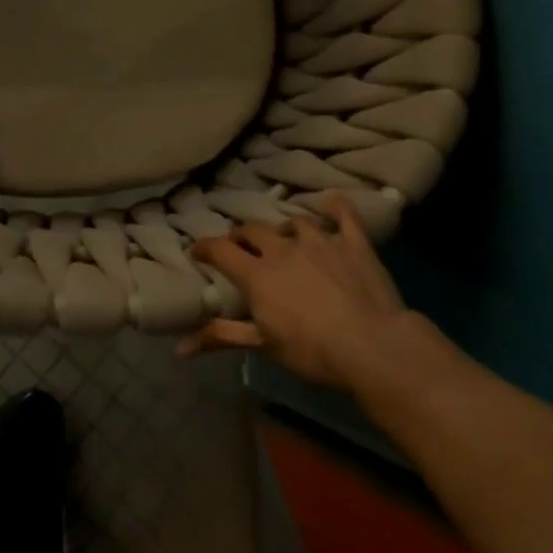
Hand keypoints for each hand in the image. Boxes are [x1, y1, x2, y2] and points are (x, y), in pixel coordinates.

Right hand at [181, 193, 458, 417]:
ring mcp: (320, 241)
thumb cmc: (312, 350)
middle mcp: (282, 248)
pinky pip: (343, 214)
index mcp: (256, 273)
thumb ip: (221, 337)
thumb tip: (178, 348)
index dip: (204, 247)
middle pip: (253, 230)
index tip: (197, 250)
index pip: (220, 250)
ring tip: (283, 236)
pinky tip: (329, 201)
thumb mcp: (262, 345)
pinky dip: (335, 206)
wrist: (373, 346)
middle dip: (242, 236)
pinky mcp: (353, 242)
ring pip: (294, 222)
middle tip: (241, 247)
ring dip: (283, 228)